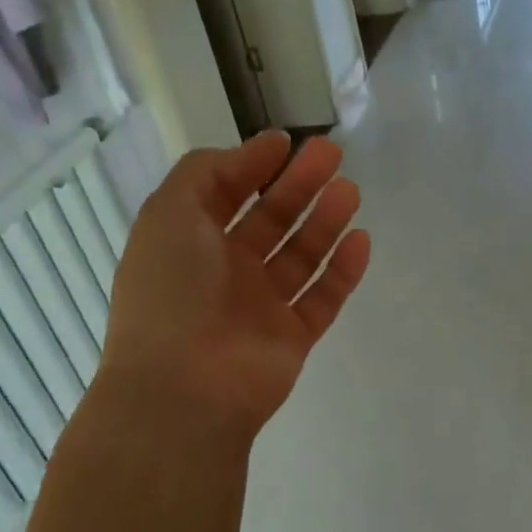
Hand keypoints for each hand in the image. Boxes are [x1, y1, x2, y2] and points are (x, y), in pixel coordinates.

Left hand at [100, 132, 370, 436]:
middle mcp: (224, 271)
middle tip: (333, 154)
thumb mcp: (170, 213)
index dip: (252, 165)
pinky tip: (360, 240)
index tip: (286, 142)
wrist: (187, 388)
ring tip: (350, 190)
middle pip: (270, 220)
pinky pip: (323, 297)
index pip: (225, 194)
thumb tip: (252, 152)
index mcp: (189, 242)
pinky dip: (342, 270)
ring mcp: (260, 306)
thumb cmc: (173, 291)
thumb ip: (206, 172)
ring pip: (300, 255)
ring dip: (325, 221)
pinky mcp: (292, 336)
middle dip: (299, 185)